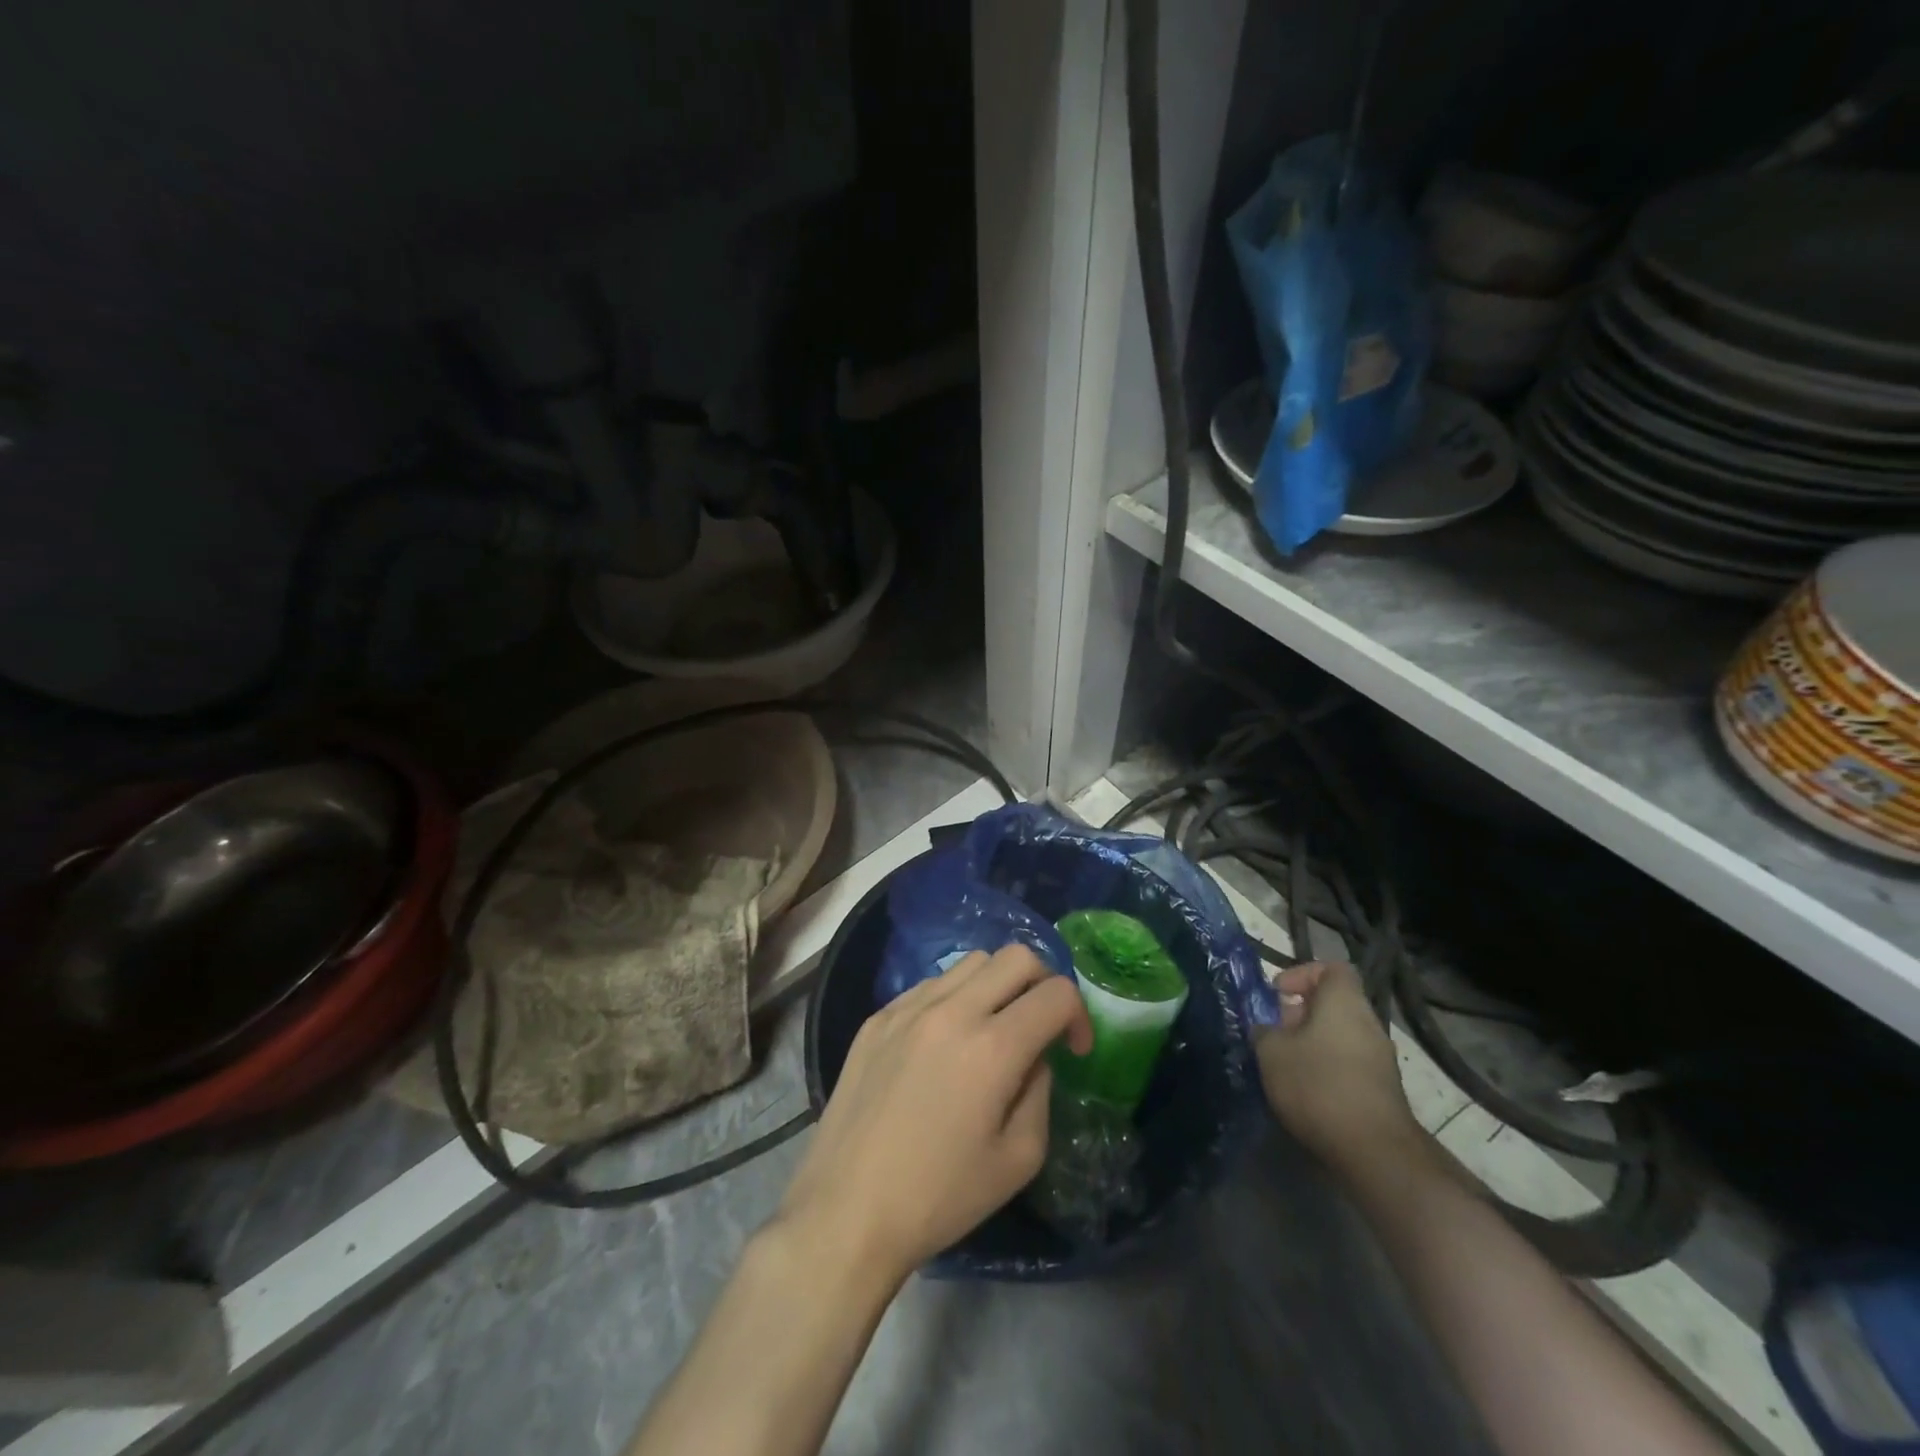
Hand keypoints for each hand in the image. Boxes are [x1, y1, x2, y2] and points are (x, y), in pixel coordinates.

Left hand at [776, 946, 1093, 1285]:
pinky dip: (955, 999)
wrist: (846, 1211)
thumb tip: (1034, 1056)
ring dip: (998, 985)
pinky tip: (945, 1043)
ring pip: (971, 962)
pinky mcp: (878, 1017)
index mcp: (992, 1048)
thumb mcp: (1017, 1160)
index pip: (1056, 993)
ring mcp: (908, 1007)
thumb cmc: (939, 1197)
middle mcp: (952, 1011)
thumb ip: (1040, 1092)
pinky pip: (931, 984)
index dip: (1079, 1015)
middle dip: (1044, 982)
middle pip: (1017, 956)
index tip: (1073, 1049)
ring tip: (992, 1029)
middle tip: (1041, 1024)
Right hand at [1254, 961, 1420, 1178]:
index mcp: (1344, 1001)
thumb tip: (1266, 1028)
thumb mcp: (1271, 1051)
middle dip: (1300, 1013)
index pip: (1331, 968)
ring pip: (1339, 1035)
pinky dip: (1327, 1068)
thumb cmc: (1317, 1084)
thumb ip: (1264, 1030)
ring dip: (1312, 1043)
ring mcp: (1380, 1058)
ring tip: (1284, 1064)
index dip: (1302, 973)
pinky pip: (1349, 1063)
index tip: (1278, 994)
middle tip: (1273, 1032)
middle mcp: (1368, 1023)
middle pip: (1333, 1004)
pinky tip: (1304, 1090)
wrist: (1373, 1150)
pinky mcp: (1382, 1089)